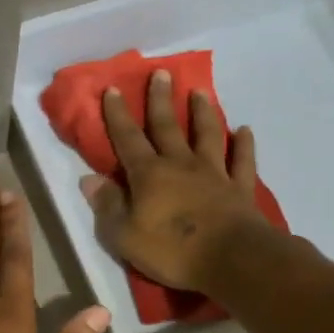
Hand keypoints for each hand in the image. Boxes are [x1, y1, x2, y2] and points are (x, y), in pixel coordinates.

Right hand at [82, 69, 271, 291]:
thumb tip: (88, 180)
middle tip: (161, 73)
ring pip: (208, 135)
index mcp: (149, 175)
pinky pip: (243, 162)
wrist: (232, 259)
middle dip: (161, 100)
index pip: (128, 139)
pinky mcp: (240, 189)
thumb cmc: (172, 250)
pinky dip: (244, 145)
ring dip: (203, 113)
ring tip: (200, 92)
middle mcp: (181, 165)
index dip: (118, 115)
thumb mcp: (124, 235)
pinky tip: (244, 131)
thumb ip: (107, 205)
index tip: (113, 89)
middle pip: (168, 127)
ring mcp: (214, 174)